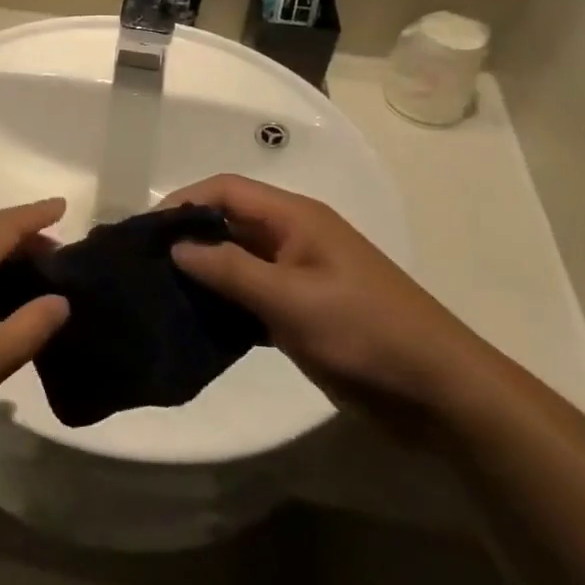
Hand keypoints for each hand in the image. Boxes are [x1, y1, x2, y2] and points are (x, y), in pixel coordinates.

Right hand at [164, 175, 497, 426]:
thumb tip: (177, 248)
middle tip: (145, 264)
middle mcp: (293, 237)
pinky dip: (225, 301)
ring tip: (161, 291)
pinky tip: (197, 320)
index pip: (226, 190)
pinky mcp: (302, 311)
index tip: (147, 231)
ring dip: (204, 271)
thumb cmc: (366, 331)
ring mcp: (299, 275)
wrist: (439, 393)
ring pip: (237, 260)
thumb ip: (230, 270)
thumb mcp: (292, 299)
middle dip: (189, 236)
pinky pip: (251, 294)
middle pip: (229, 221)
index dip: (185, 201)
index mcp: (296, 218)